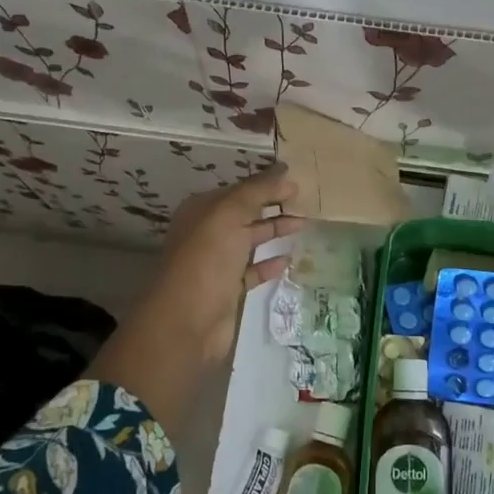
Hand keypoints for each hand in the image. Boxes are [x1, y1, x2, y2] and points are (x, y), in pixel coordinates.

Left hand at [87, 167, 303, 423]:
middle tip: (307, 202)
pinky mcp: (228, 290)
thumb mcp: (229, 214)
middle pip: (246, 213)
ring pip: (251, 240)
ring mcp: (217, 263)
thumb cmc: (206, 260)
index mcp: (203, 210)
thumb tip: (285, 171)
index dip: (267, 184)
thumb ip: (257, 191)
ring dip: (275, 231)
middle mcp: (208, 233)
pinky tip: (288, 259)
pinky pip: (253, 271)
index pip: (240, 190)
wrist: (186, 322)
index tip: (298, 182)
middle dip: (274, 206)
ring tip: (305, 224)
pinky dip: (270, 264)